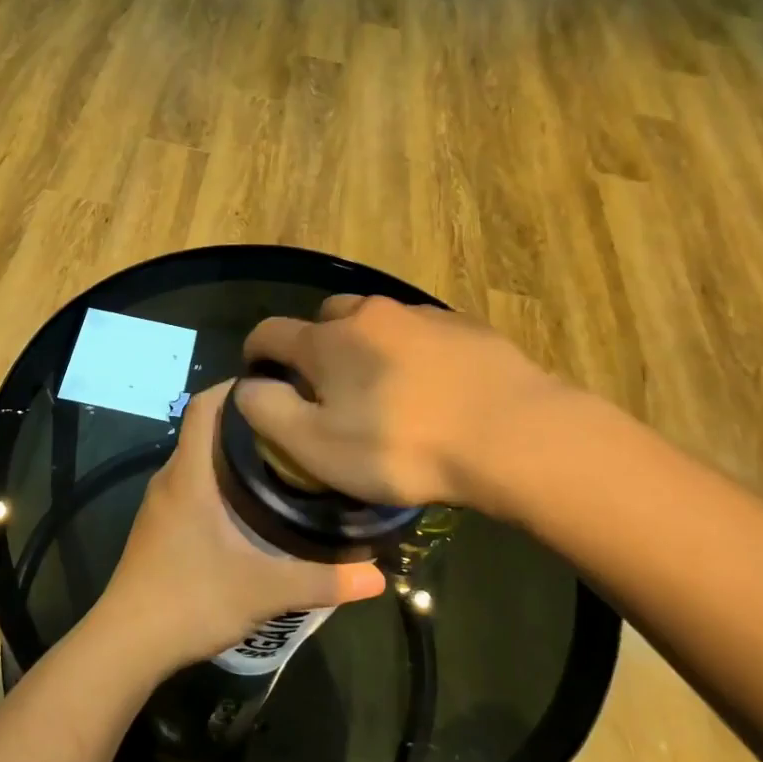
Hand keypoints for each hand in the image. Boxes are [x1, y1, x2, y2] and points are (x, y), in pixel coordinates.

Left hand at [95, 383, 386, 672]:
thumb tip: (378, 576)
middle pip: (205, 429)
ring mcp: (160, 503)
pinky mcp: (158, 527)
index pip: (204, 405)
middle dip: (247, 422)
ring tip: (282, 463)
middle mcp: (170, 478)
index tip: (278, 387)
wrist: (125, 644)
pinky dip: (219, 481)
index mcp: (189, 474)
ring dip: (233, 454)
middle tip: (296, 428)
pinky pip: (191, 485)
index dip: (236, 387)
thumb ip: (321, 580)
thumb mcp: (263, 590)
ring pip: (198, 460)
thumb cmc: (190, 600)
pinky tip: (250, 507)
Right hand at [237, 295, 575, 510]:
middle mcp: (368, 314)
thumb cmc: (401, 446)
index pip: (270, 332)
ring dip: (366, 347)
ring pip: (376, 323)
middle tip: (328, 388)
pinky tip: (431, 387)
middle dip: (316, 346)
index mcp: (327, 341)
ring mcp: (421, 315)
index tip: (258, 375)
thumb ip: (268, 412)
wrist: (512, 435)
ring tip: (384, 389)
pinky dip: (411, 352)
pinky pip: (420, 333)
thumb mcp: (316, 446)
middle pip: (325, 319)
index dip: (255, 352)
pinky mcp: (465, 326)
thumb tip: (249, 387)